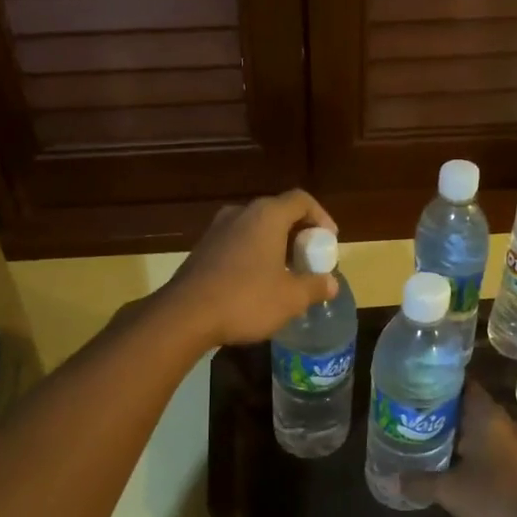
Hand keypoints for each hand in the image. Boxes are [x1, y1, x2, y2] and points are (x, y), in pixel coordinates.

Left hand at [163, 190, 339, 347]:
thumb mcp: (291, 298)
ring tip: (286, 273)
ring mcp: (217, 230)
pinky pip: (237, 244)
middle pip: (278, 213)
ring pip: (255, 229)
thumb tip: (331, 283)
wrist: (185, 315)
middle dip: (298, 234)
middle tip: (310, 260)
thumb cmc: (246, 299)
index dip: (321, 217)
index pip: (301, 200)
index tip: (329, 241)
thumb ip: (315, 286)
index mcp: (267, 216)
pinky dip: (254, 255)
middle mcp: (240, 213)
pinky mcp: (202, 249)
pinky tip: (257, 283)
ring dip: (275, 246)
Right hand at [399, 386, 516, 516]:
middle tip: (415, 419)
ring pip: (482, 431)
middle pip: (469, 408)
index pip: (462, 385)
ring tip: (430, 442)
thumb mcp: (450, 491)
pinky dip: (475, 454)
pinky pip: (493, 450)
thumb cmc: (496, 497)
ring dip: (460, 436)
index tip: (416, 389)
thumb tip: (392, 480)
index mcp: (485, 416)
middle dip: (444, 413)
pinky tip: (457, 468)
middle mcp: (503, 423)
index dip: (440, 384)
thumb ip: (420, 482)